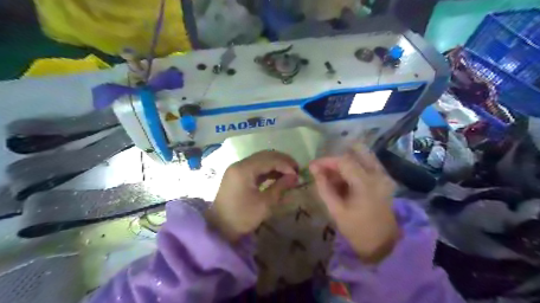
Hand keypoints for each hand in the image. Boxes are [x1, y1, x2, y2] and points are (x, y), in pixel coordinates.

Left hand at [207, 151, 299, 242]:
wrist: (218, 228)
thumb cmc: (242, 217)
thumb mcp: (264, 204)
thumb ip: (280, 187)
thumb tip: (295, 177)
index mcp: (244, 169)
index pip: (269, 159)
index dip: (286, 165)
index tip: (298, 174)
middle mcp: (239, 164)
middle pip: (265, 156)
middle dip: (282, 161)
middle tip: (296, 169)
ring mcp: (237, 169)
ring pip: (260, 160)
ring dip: (275, 164)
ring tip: (289, 173)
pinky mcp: (237, 175)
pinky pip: (255, 167)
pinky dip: (267, 170)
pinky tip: (277, 176)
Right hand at [310, 146, 397, 261]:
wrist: (383, 244)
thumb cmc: (357, 230)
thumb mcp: (336, 210)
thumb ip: (324, 187)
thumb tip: (314, 169)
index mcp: (366, 184)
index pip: (344, 161)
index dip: (326, 161)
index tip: (313, 166)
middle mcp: (378, 174)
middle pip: (356, 152)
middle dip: (337, 159)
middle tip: (324, 169)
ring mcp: (384, 176)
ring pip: (363, 156)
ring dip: (346, 162)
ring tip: (332, 175)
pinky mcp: (385, 179)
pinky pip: (367, 163)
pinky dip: (354, 166)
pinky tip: (344, 179)